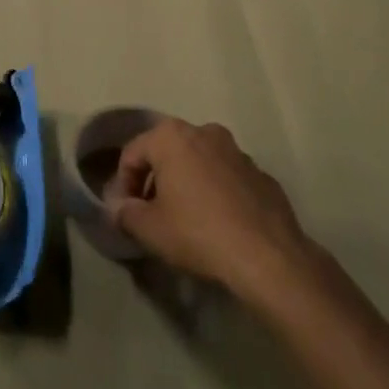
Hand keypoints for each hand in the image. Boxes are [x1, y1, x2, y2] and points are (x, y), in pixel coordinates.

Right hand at [108, 118, 314, 297]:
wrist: (268, 256)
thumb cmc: (198, 233)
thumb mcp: (150, 230)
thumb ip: (126, 214)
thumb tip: (120, 209)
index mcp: (172, 137)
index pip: (133, 153)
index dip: (123, 184)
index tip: (126, 213)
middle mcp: (204, 132)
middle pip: (167, 153)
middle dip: (156, 180)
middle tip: (152, 214)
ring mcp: (237, 151)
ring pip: (199, 162)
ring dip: (187, 184)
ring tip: (186, 219)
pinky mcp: (262, 173)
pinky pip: (227, 178)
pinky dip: (216, 193)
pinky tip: (219, 224)